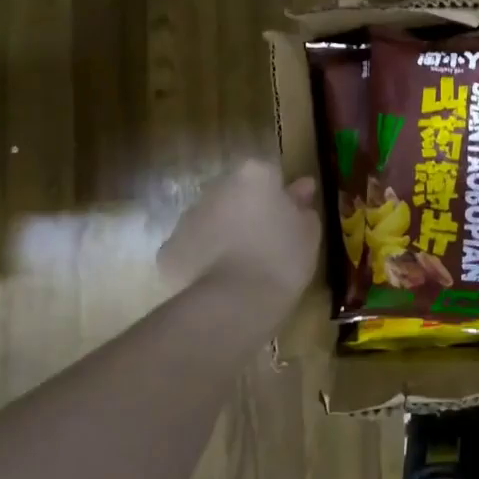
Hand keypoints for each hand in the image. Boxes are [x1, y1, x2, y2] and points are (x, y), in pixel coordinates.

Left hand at [157, 160, 321, 306]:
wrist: (234, 303)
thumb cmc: (281, 259)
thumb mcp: (308, 233)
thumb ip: (303, 206)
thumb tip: (301, 189)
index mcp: (254, 175)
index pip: (269, 174)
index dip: (280, 196)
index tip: (289, 219)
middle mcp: (217, 187)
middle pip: (236, 193)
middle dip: (248, 211)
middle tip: (267, 243)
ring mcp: (188, 217)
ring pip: (212, 219)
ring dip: (225, 233)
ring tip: (243, 267)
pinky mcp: (169, 249)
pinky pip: (192, 248)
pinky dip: (203, 259)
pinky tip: (220, 281)